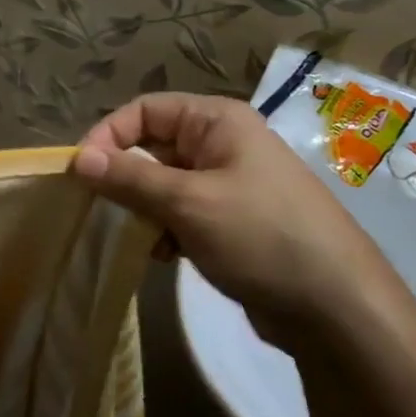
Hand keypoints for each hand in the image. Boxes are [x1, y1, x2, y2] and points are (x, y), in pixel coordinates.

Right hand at [72, 93, 406, 349]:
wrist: (336, 306)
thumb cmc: (260, 236)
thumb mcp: (189, 202)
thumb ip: (130, 178)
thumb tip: (79, 158)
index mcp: (218, 122)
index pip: (146, 109)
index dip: (109, 134)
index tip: (81, 172)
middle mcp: (223, 144)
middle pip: (154, 146)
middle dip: (126, 176)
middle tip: (102, 208)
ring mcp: (230, 184)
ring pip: (165, 183)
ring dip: (144, 208)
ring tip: (138, 238)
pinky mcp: (233, 221)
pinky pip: (183, 212)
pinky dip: (165, 229)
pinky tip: (163, 256)